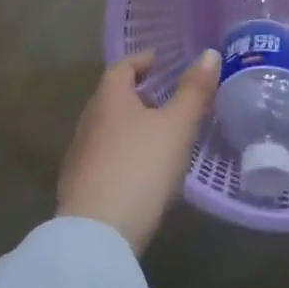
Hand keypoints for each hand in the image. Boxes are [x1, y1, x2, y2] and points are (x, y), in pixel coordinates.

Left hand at [57, 50, 219, 254]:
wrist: (97, 234)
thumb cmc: (141, 167)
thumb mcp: (177, 126)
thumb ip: (194, 90)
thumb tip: (209, 53)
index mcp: (109, 98)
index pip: (123, 67)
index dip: (143, 61)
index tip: (161, 61)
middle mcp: (89, 120)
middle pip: (113, 97)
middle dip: (138, 93)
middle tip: (167, 96)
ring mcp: (80, 154)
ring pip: (108, 127)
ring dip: (131, 124)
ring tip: (160, 133)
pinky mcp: (79, 185)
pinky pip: (104, 155)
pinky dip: (123, 151)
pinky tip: (142, 169)